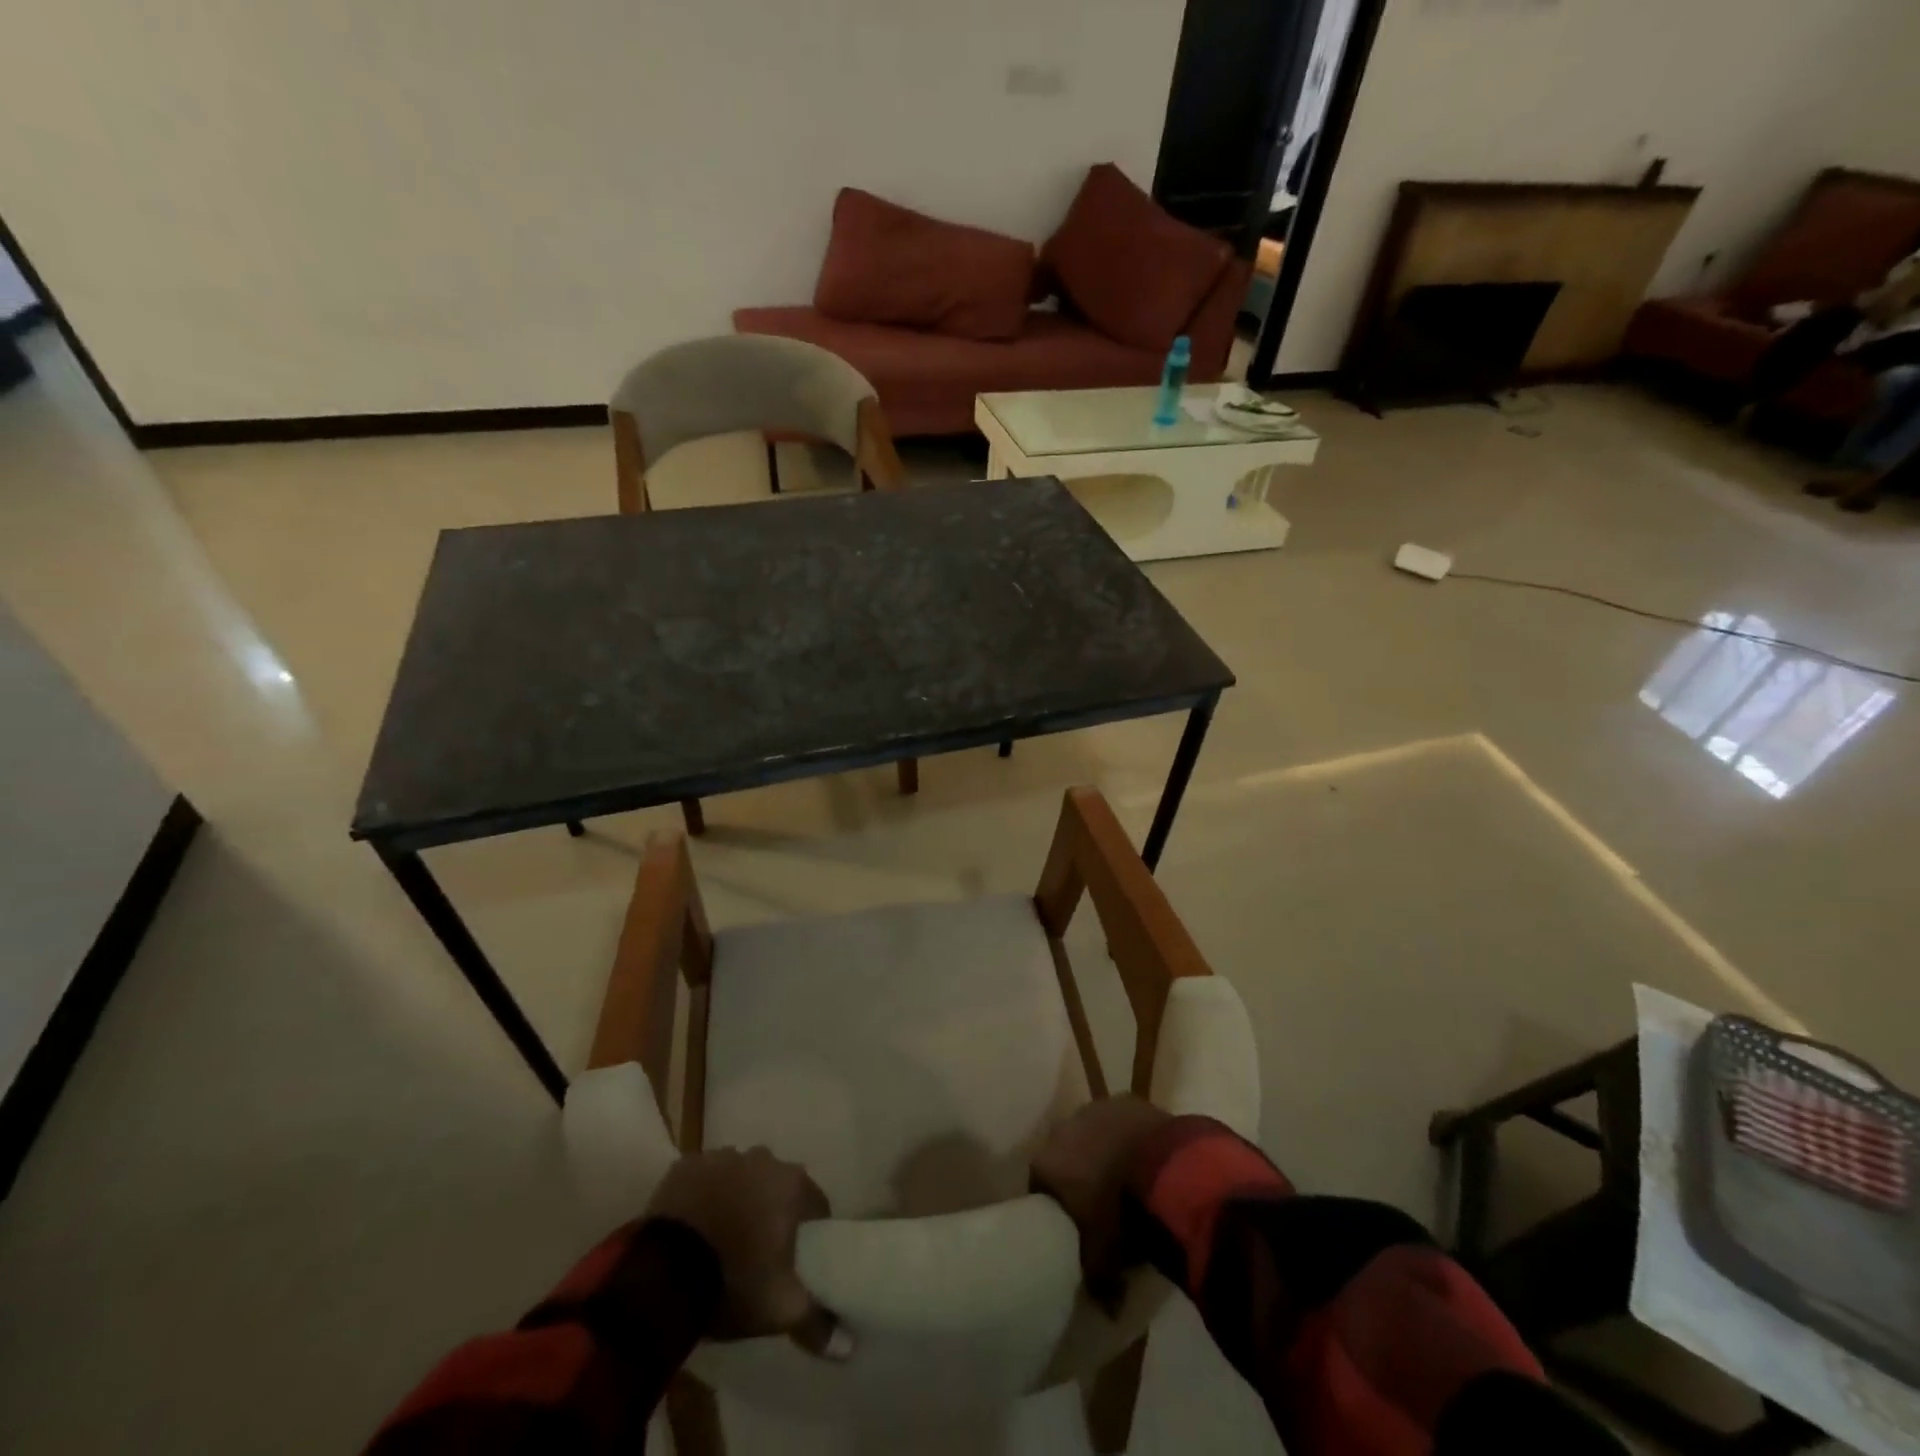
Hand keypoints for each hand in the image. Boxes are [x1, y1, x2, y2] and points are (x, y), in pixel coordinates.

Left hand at [646, 1147, 850, 1357]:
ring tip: (723, 1235)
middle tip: (758, 1247)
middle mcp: (761, 1159)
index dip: (809, 1229)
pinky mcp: (685, 1165)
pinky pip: (702, 1178)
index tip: (797, 1255)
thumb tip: (847, 1345)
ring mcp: (721, 1157)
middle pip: (775, 1184)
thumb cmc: (734, 1282)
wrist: (662, 1274)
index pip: (815, 1203)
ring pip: (738, 1176)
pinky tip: (694, 1224)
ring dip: (736, 1197)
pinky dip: (702, 1195)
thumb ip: (817, 1321)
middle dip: (770, 1209)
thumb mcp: (781, 1309)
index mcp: (791, 1184)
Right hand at [1030, 1095, 1170, 1311]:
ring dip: (1104, 1150)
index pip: (1039, 1183)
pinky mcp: (1128, 1099)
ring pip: (1093, 1132)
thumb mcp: (1105, 1259)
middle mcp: (1064, 1128)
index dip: (1054, 1204)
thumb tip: (1105, 1310)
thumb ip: (1097, 1282)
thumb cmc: (1123, 1215)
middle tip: (1098, 1201)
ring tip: (1125, 1176)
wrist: (1169, 1171)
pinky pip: (1122, 1122)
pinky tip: (1147, 1158)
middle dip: (1078, 1172)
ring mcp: (1097, 1108)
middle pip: (1065, 1152)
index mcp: (1047, 1162)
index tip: (1069, 1224)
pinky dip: (1130, 1137)